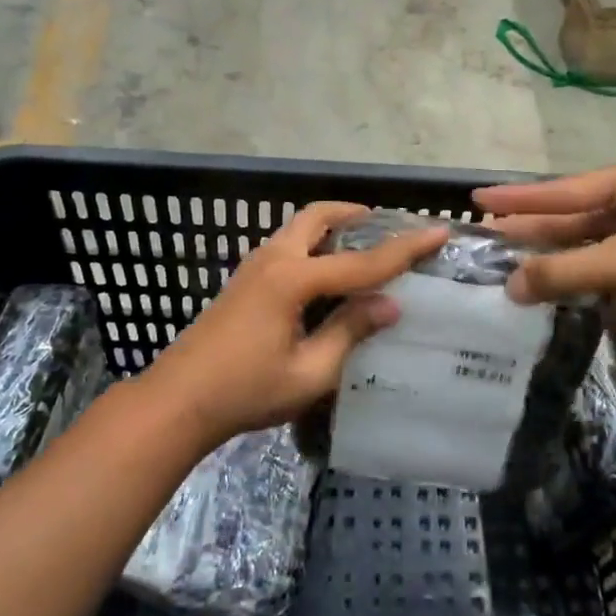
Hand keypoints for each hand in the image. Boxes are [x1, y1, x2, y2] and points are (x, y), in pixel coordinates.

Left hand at [145, 202, 449, 448]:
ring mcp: (253, 267)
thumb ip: (350, 332)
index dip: (404, 248)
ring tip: (361, 246)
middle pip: (318, 217)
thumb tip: (390, 304)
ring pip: (299, 228)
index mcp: (292, 279)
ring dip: (332, 227)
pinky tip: (326, 275)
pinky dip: (313, 244)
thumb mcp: (309, 372)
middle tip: (385, 225)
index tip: (437, 231)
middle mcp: (273, 259)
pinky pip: (287, 245)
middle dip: (354, 214)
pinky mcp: (243, 280)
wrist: (177, 401)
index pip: (361, 261)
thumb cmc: (245, 391)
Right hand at [474, 160, 615, 345]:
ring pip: (586, 250)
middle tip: (488, 240)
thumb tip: (511, 286)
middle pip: (569, 220)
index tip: (477, 198)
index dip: (517, 199)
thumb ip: (565, 273)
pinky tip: (561, 302)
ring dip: (557, 266)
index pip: (559, 191)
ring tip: (514, 276)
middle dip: (531, 234)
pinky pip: (605, 273)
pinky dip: (586, 288)